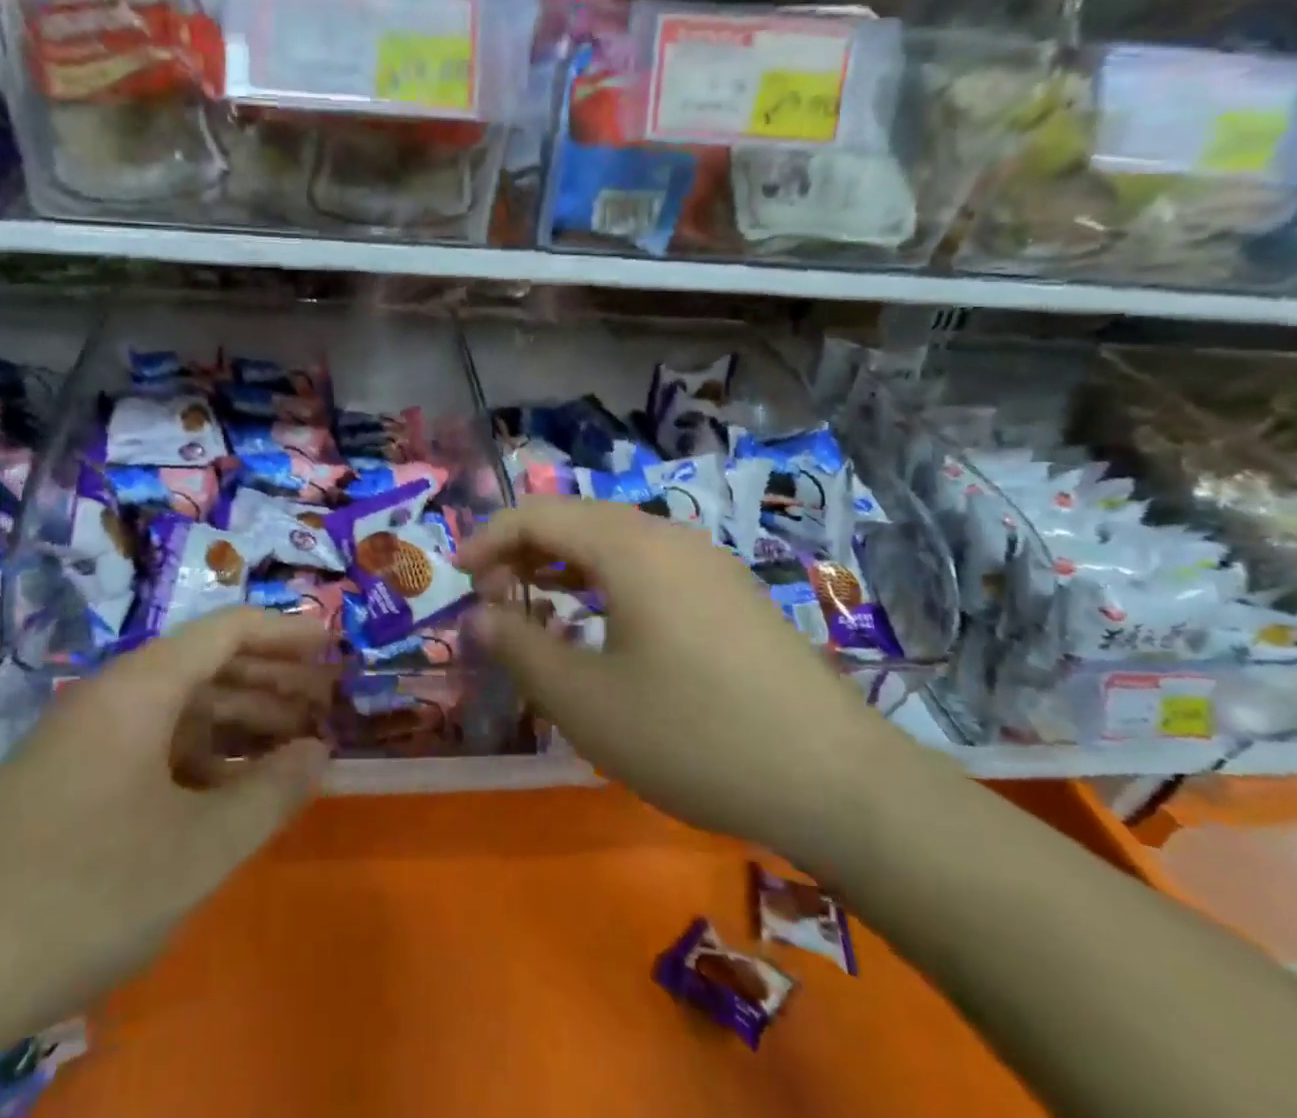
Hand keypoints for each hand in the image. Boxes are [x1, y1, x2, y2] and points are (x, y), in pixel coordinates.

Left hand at [0, 608, 334, 1049]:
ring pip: (178, 709)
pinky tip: (229, 792)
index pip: (227, 630)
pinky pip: (151, 746)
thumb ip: (270, 793)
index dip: (286, 631)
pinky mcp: (68, 782)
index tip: (334, 645)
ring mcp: (83, 739)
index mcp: (139, 687)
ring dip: (238, 720)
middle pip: (205, 664)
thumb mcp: (198, 849)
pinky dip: (200, 758)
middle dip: (270, 678)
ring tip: (291, 745)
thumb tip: (320, 752)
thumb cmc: (83, 894)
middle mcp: (110, 696)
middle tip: (326, 701)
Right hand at [458, 497, 905, 864]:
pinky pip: (649, 564)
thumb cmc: (694, 735)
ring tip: (537, 607)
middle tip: (492, 599)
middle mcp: (668, 536)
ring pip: (615, 541)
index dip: (488, 538)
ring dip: (565, 564)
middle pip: (576, 519)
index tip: (457, 579)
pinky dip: (606, 580)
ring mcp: (707, 561)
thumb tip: (477, 615)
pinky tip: (604, 626)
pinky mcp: (731, 593)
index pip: (537, 514)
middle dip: (523, 550)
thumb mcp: (585, 701)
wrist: (839, 782)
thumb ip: (519, 647)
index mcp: (628, 546)